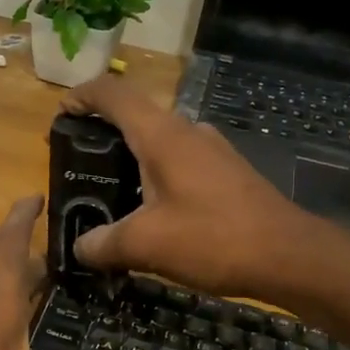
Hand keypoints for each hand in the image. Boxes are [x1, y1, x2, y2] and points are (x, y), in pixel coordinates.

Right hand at [59, 76, 336, 300]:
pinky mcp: (228, 172)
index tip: (61, 114)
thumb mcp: (145, 245)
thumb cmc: (213, 238)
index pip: (113, 93)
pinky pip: (181, 162)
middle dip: (102, 133)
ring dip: (131, 158)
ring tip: (111, 193)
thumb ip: (103, 244)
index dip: (82, 95)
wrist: (289, 255)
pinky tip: (153, 212)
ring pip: (160, 141)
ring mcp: (212, 150)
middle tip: (78, 165)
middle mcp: (187, 132)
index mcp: (162, 135)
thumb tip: (81, 248)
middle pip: (135, 116)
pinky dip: (157, 175)